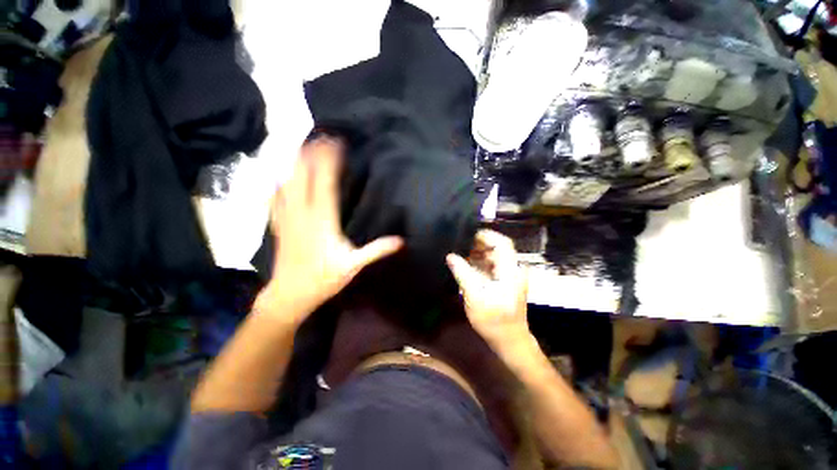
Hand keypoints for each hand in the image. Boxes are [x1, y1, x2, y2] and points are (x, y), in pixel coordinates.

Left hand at [259, 138, 402, 323]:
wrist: (290, 294)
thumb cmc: (324, 279)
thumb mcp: (354, 265)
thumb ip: (376, 250)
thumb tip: (401, 240)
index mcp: (322, 221)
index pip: (325, 183)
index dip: (329, 161)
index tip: (336, 143)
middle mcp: (302, 214)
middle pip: (303, 176)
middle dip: (311, 154)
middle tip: (319, 136)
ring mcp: (287, 218)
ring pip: (287, 183)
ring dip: (294, 163)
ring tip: (301, 146)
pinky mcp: (279, 224)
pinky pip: (275, 198)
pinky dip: (279, 182)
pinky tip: (280, 175)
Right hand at [446, 230, 528, 348]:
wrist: (509, 341)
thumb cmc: (493, 320)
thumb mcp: (474, 295)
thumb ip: (462, 273)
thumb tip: (450, 256)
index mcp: (510, 271)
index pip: (502, 243)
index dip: (486, 235)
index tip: (468, 234)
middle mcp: (513, 270)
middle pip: (497, 248)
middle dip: (478, 245)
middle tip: (459, 244)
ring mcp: (510, 276)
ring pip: (493, 257)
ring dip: (477, 254)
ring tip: (459, 252)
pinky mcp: (505, 282)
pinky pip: (492, 266)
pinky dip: (479, 263)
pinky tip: (466, 265)